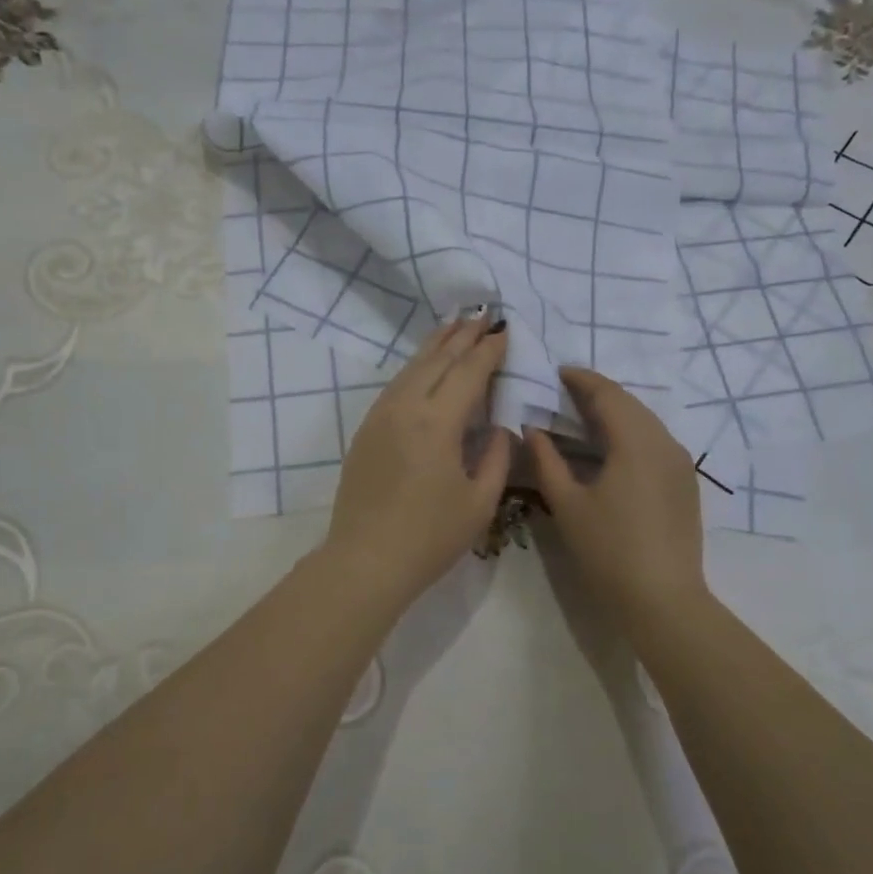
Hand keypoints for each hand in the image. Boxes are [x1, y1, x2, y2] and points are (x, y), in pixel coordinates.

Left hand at [319, 316, 512, 606]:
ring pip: (411, 367)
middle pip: (438, 359)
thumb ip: (495, 456)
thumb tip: (499, 425)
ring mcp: (380, 416)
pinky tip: (424, 365)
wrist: (365, 560)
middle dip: (463, 335)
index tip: (507, 330)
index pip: (469, 372)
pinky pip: (395, 385)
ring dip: (436, 344)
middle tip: (484, 313)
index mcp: (437, 422)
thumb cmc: (430, 537)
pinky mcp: (366, 429)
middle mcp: (405, 407)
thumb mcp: (479, 501)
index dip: (490, 350)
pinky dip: (416, 366)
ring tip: (455, 325)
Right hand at [526, 367, 709, 618]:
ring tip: (583, 417)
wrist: (663, 599)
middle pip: (629, 403)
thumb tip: (532, 428)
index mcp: (635, 441)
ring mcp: (680, 463)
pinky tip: (610, 449)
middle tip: (564, 393)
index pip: (607, 394)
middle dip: (597, 393)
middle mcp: (664, 442)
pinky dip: (630, 433)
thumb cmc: (608, 550)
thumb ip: (546, 460)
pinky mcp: (686, 483)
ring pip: (645, 422)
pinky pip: (655, 441)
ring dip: (615, 413)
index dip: (580, 379)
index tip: (556, 372)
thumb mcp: (567, 504)